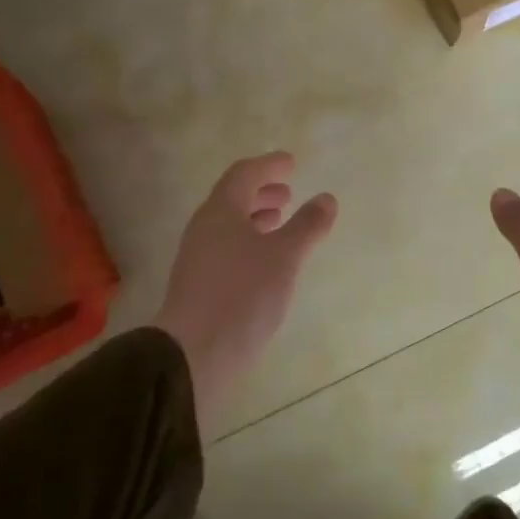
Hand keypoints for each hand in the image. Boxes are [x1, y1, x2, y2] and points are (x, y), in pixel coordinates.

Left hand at [152, 152, 336, 428]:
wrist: (193, 355)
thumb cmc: (242, 295)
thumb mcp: (284, 257)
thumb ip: (307, 225)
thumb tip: (326, 198)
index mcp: (221, 211)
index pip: (244, 174)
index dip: (269, 166)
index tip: (291, 163)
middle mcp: (205, 228)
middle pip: (233, 198)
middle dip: (261, 191)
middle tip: (288, 192)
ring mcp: (198, 258)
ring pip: (229, 224)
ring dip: (255, 216)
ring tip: (280, 221)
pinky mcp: (199, 284)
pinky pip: (227, 247)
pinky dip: (249, 240)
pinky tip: (266, 260)